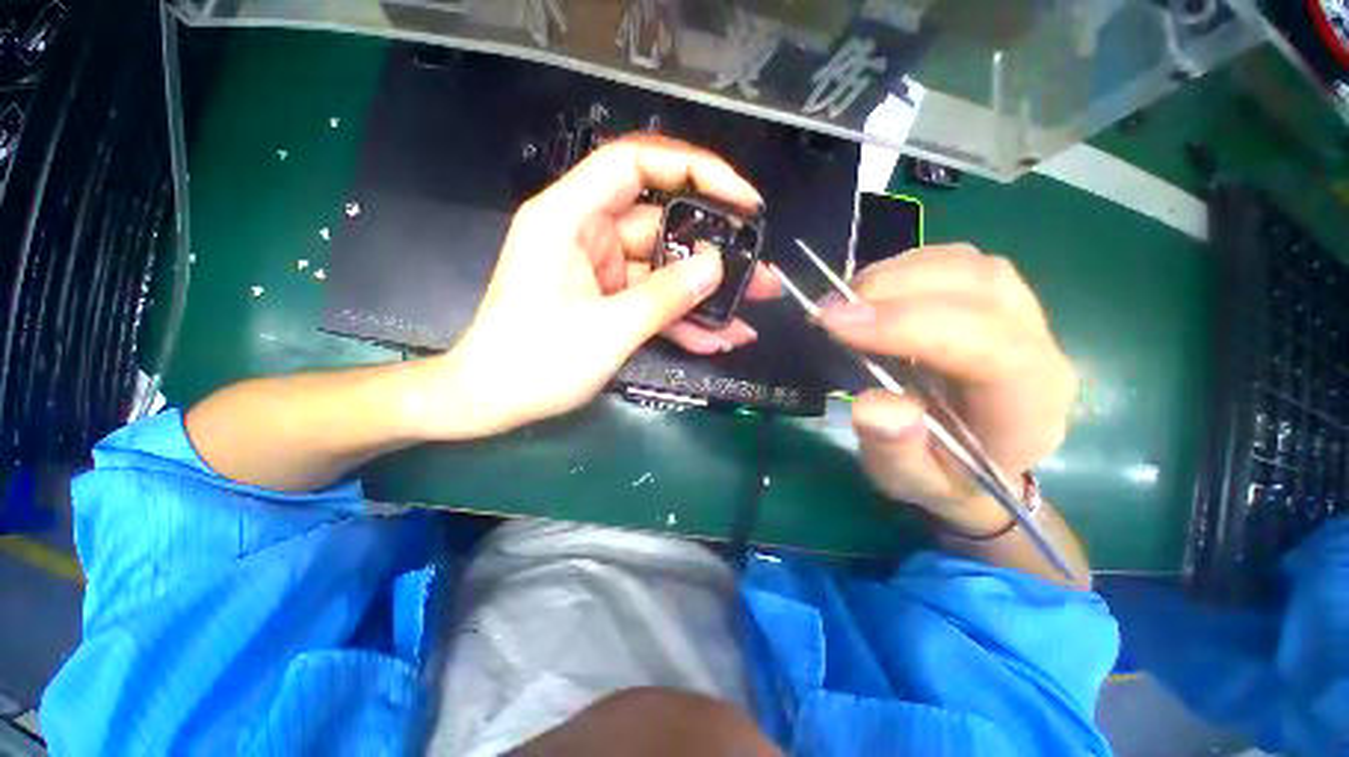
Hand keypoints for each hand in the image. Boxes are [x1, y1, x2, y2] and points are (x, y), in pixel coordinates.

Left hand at [420, 134, 780, 438]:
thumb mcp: (607, 331)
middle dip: (714, 249)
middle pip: (662, 225)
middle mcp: (587, 234)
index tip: (741, 199)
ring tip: (752, 307)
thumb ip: (664, 296)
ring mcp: (600, 270)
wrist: (491, 402)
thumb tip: (717, 266)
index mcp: (569, 218)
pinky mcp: (607, 299)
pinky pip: (651, 300)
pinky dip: (681, 318)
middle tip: (760, 270)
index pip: (636, 163)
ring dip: (705, 292)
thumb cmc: (534, 363)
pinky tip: (719, 337)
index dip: (694, 170)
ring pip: (663, 269)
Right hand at [818, 245, 1076, 532]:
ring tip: (843, 302)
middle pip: (980, 289)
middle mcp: (1039, 348)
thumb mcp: (908, 480)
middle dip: (893, 290)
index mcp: (1029, 406)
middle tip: (828, 311)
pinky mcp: (994, 296)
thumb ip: (894, 451)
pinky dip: (902, 269)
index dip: (908, 325)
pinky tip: (869, 294)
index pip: (990, 346)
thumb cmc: (942, 474)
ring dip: (894, 275)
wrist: (976, 457)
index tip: (836, 324)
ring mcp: (1022, 313)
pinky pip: (953, 261)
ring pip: (967, 265)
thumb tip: (876, 405)